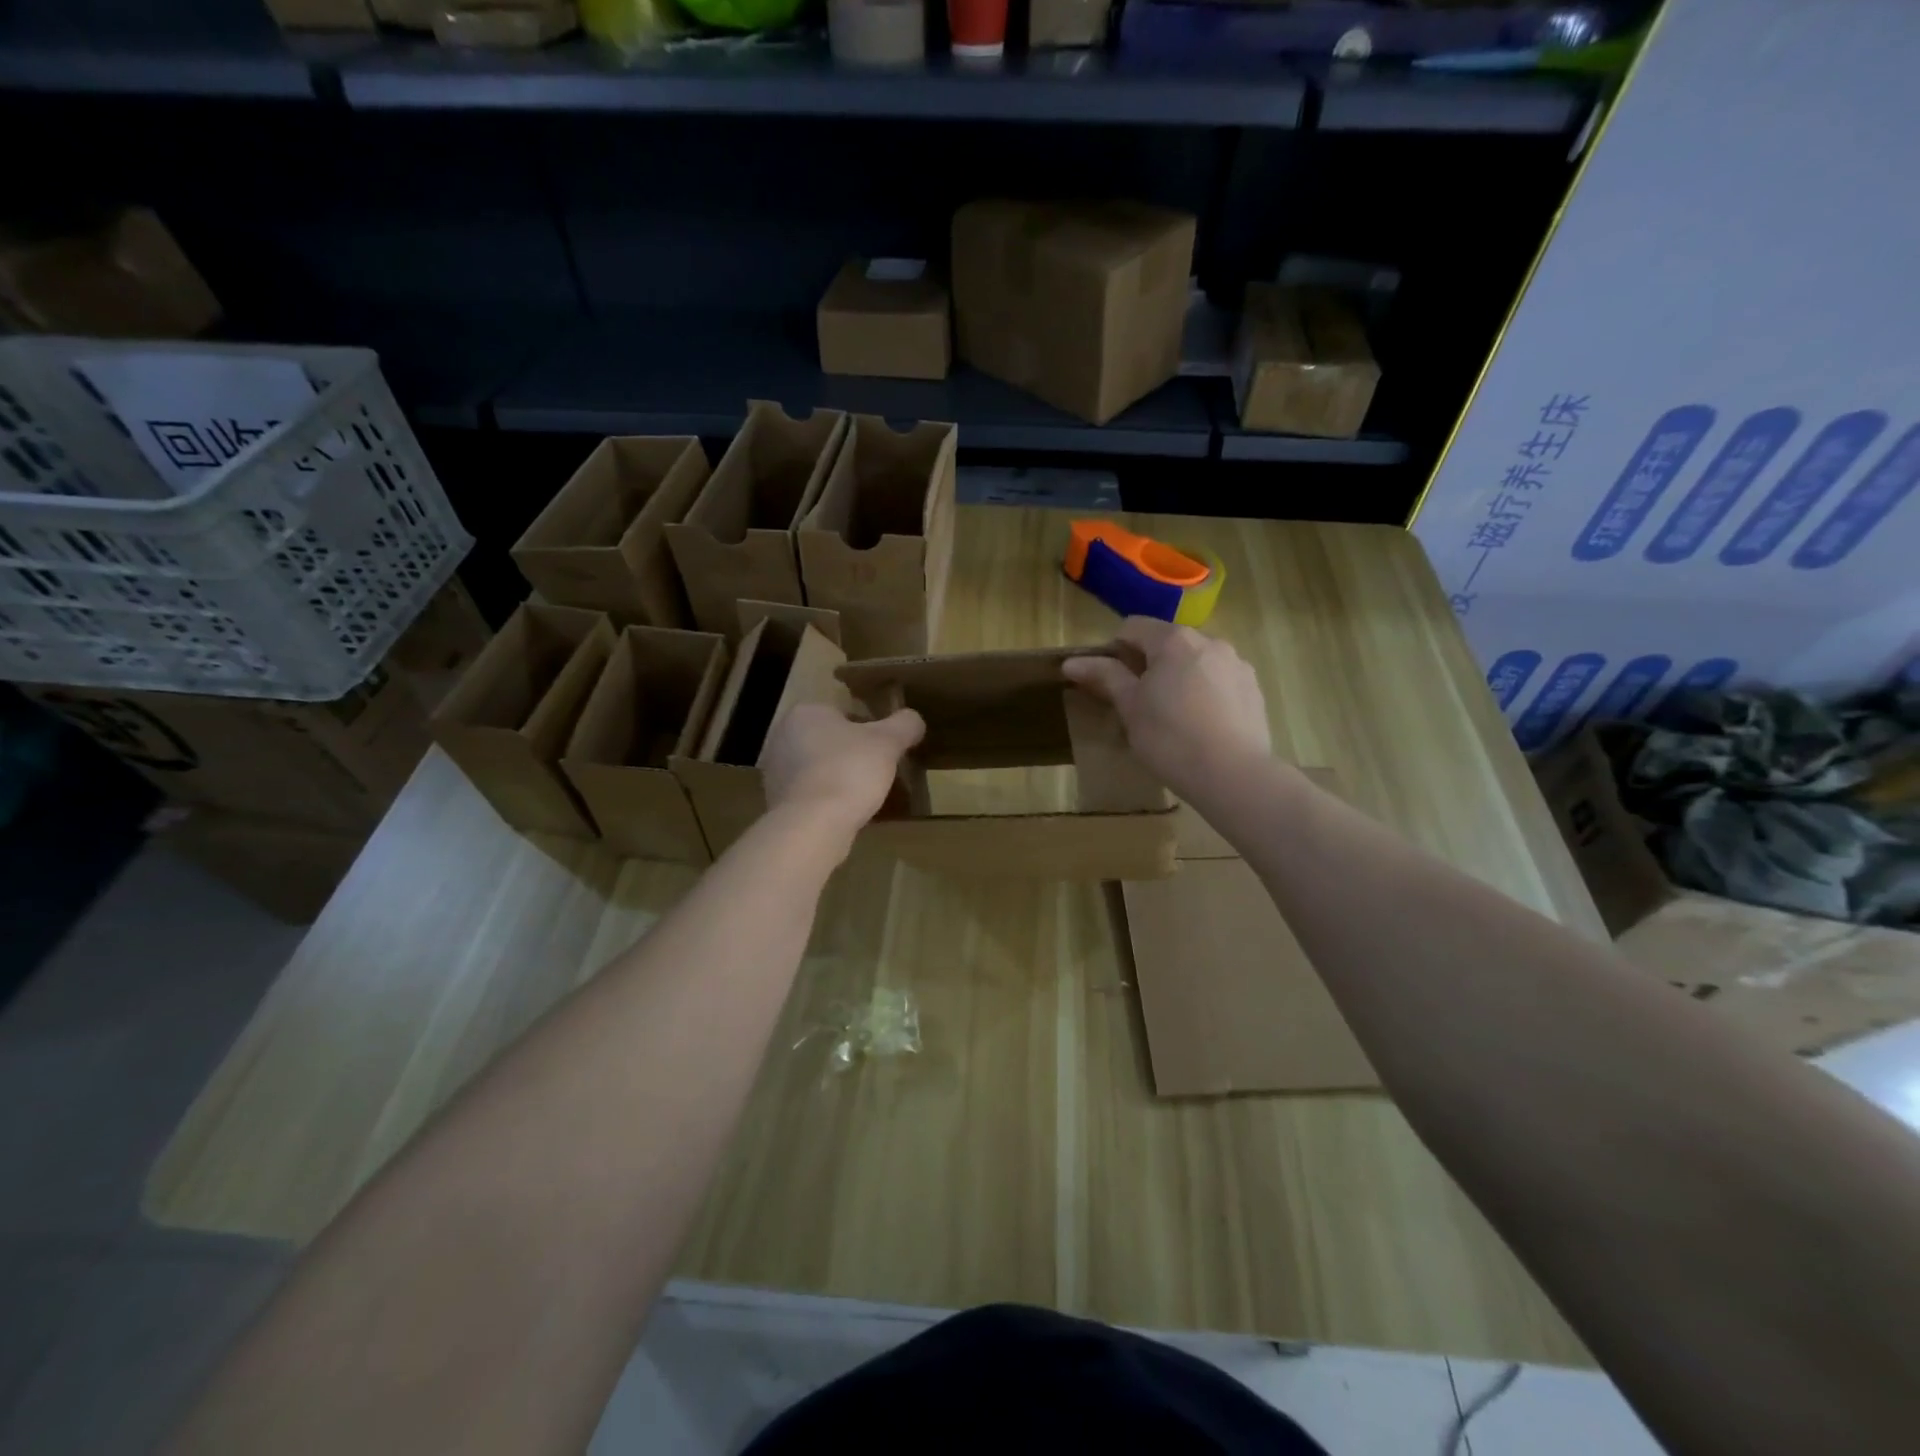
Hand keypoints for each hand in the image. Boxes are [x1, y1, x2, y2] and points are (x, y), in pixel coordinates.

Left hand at [760, 702, 925, 846]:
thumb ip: (904, 725)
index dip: (868, 730)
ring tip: (865, 797)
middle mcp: (782, 736)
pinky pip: (810, 795)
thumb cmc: (849, 771)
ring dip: (839, 779)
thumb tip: (914, 719)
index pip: (843, 713)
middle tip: (878, 772)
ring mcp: (774, 771)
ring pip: (818, 769)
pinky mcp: (776, 802)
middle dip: (851, 755)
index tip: (885, 749)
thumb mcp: (888, 742)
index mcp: (805, 712)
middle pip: (829, 742)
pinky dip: (827, 801)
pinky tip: (845, 814)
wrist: (813, 825)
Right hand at [1062, 618, 1271, 797]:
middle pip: (1167, 642)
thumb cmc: (1170, 738)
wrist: (1233, 775)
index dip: (1114, 649)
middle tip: (1139, 702)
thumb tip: (1072, 662)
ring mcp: (1237, 664)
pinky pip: (1220, 680)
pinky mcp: (1254, 689)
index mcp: (1173, 640)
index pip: (1132, 627)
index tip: (1109, 681)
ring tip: (1173, 716)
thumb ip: (1105, 677)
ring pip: (1196, 661)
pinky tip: (1201, 725)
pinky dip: (1205, 692)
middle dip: (1149, 664)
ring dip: (1179, 677)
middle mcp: (1209, 641)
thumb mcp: (1130, 707)